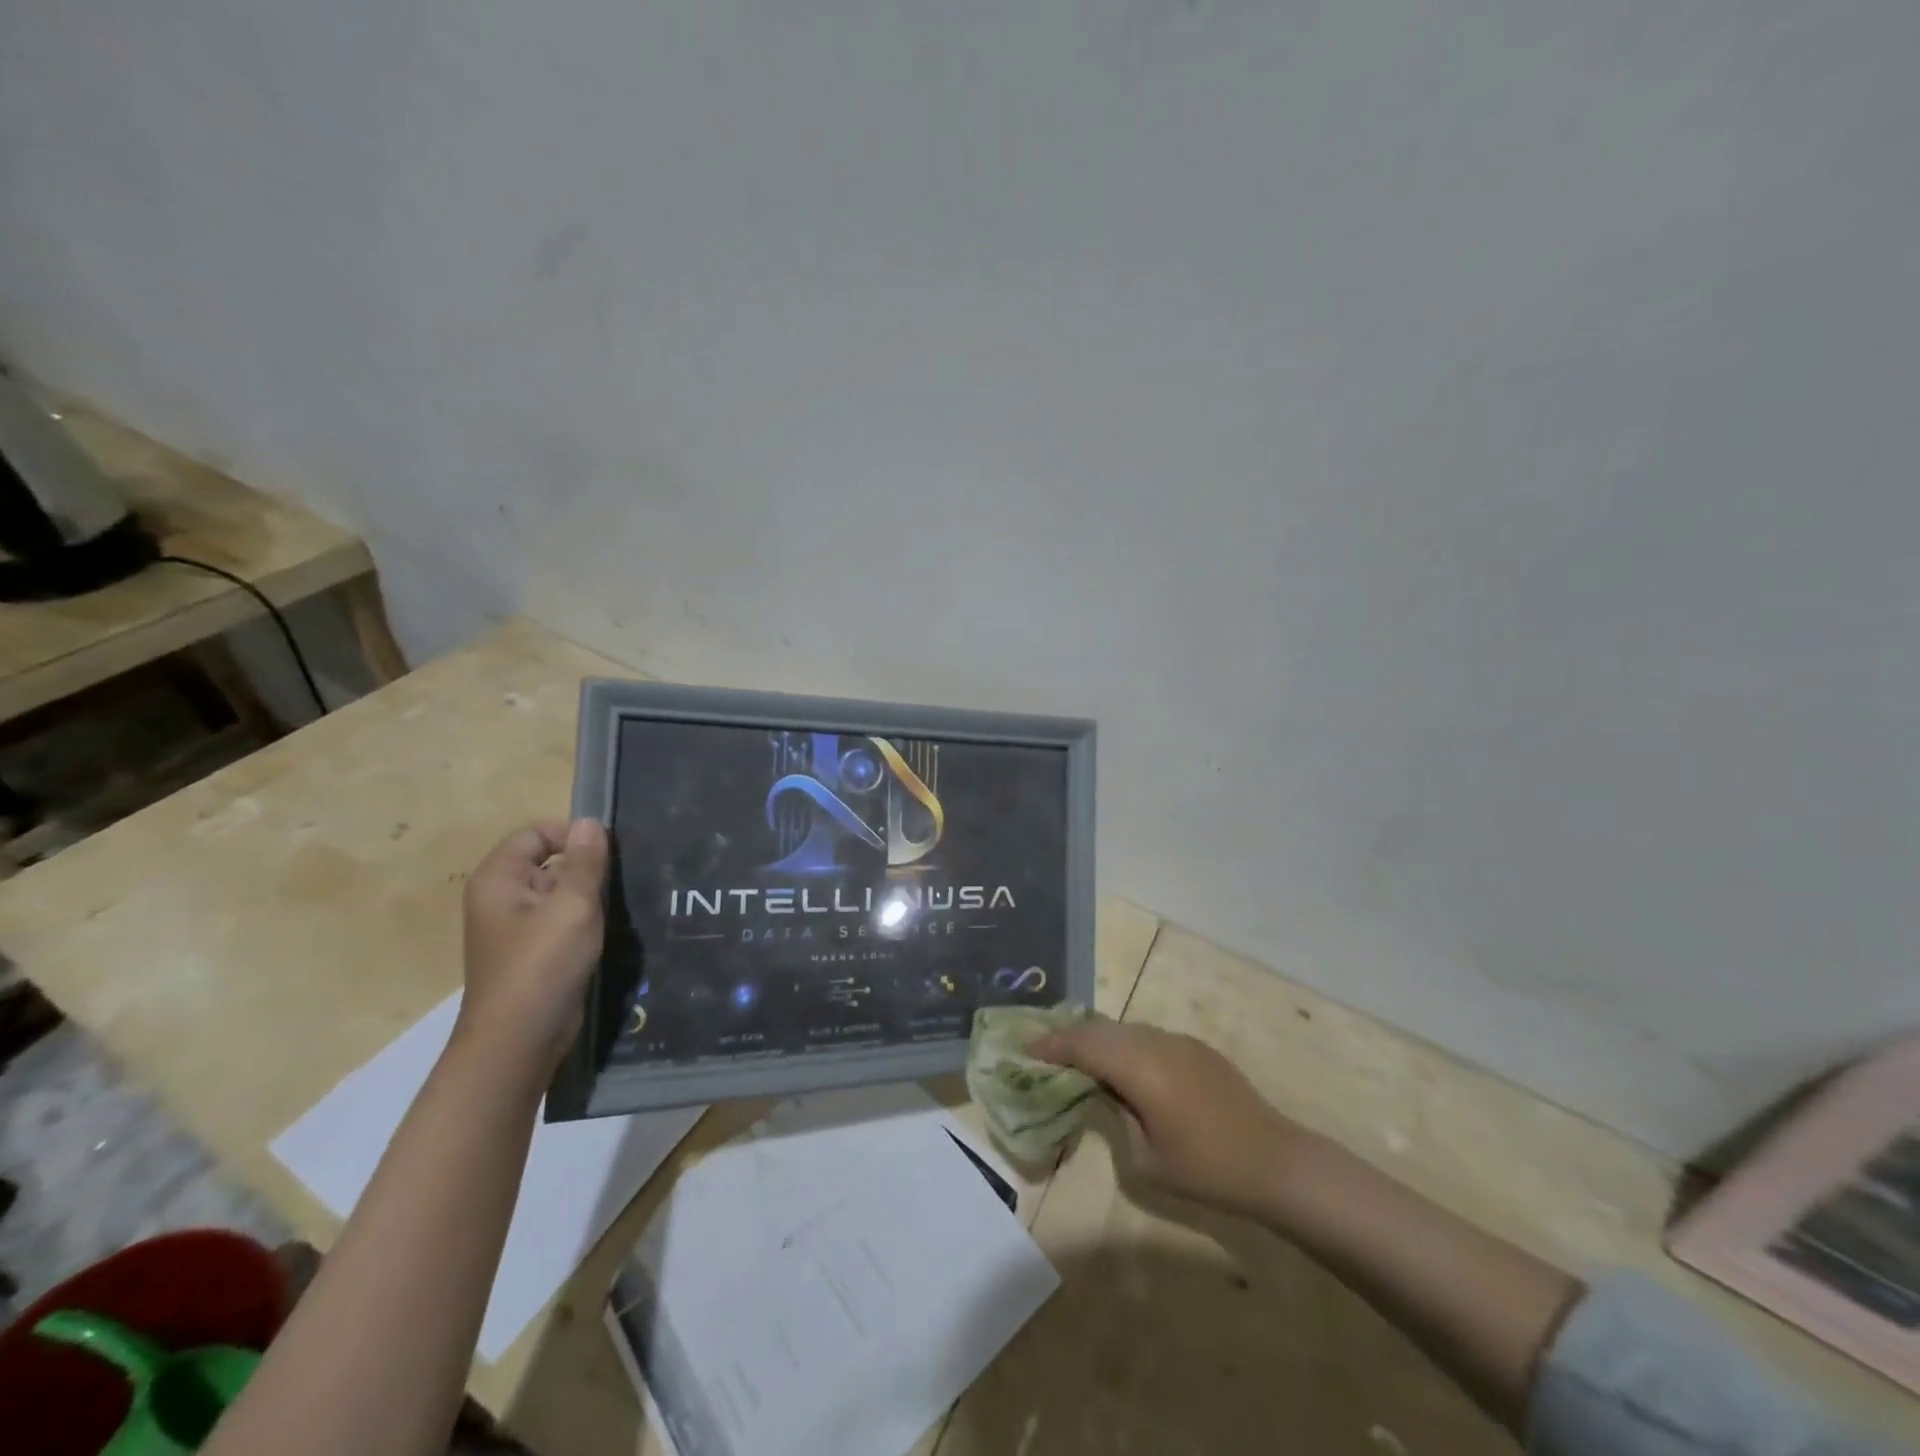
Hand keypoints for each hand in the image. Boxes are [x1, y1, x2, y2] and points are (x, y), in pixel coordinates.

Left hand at [455, 819, 609, 1079]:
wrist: (519, 1041)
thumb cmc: (542, 965)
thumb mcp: (573, 906)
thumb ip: (585, 862)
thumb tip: (590, 822)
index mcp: (498, 879)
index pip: (537, 833)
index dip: (573, 835)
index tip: (610, 852)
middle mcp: (501, 897)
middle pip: (549, 860)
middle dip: (586, 866)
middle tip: (624, 878)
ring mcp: (516, 926)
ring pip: (559, 892)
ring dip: (590, 895)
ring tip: (622, 903)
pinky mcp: (533, 951)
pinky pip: (561, 919)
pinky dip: (585, 919)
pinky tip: (611, 928)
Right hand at [1031, 1020, 1301, 1217]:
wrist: (1275, 1162)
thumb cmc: (1207, 1169)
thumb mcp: (1146, 1157)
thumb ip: (1116, 1115)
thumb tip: (1103, 1092)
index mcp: (1139, 1066)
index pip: (1083, 1045)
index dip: (1052, 1046)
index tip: (1026, 1050)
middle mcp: (1155, 1041)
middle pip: (1101, 1029)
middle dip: (1070, 1036)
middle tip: (1044, 1050)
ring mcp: (1178, 1040)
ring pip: (1125, 1029)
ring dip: (1098, 1038)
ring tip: (1077, 1055)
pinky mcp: (1196, 1047)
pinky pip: (1148, 1036)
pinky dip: (1125, 1043)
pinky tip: (1122, 1064)